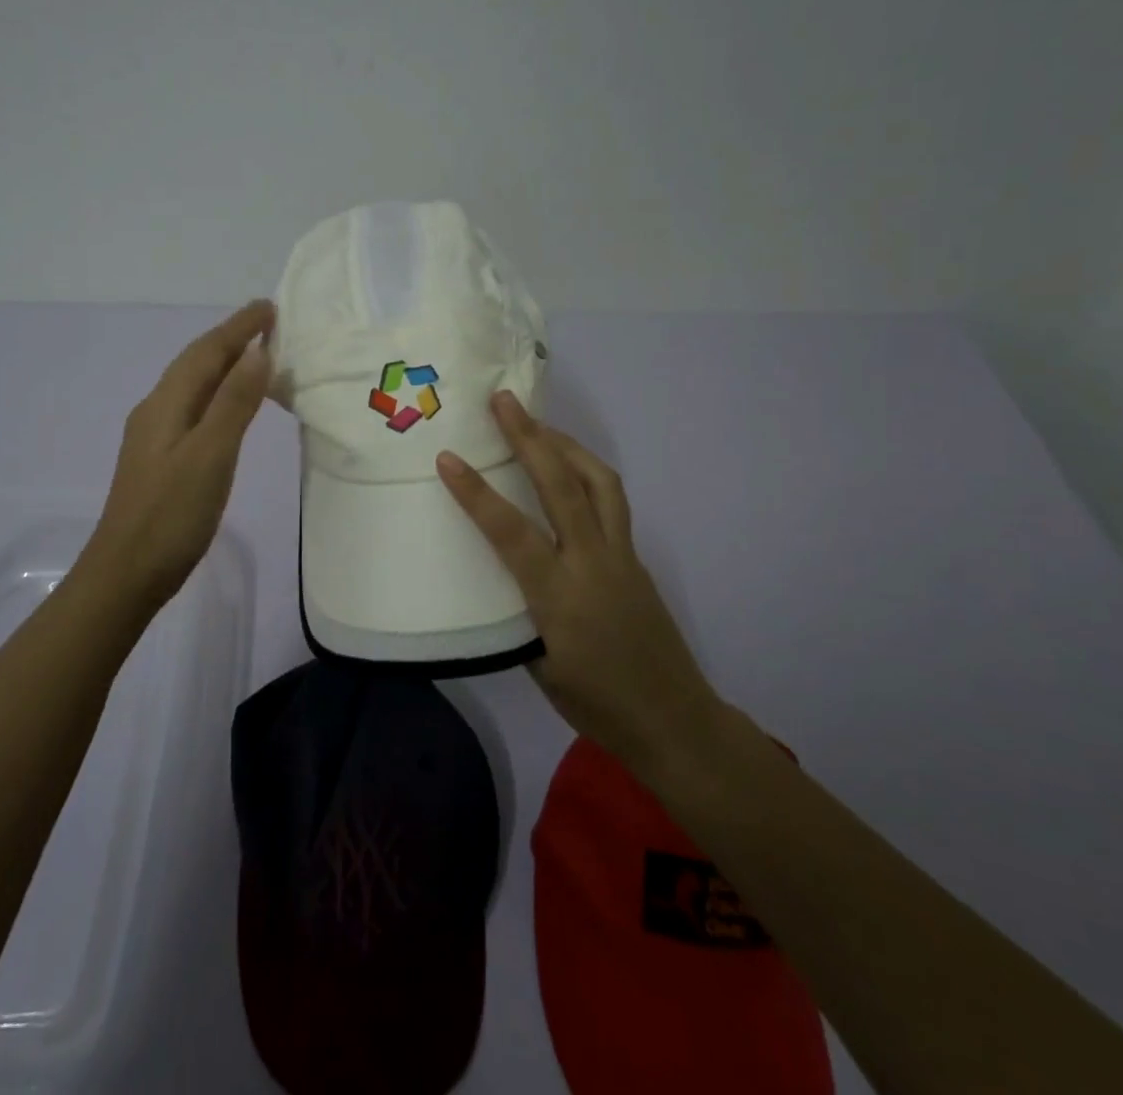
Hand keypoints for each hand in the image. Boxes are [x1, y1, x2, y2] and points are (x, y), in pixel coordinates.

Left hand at [82, 301, 273, 608]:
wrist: (125, 574)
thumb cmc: (170, 515)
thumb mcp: (210, 456)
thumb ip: (234, 403)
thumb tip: (257, 352)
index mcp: (166, 404)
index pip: (206, 352)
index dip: (238, 327)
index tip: (270, 307)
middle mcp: (157, 411)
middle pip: (196, 363)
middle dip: (230, 339)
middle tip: (267, 324)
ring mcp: (155, 436)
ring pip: (194, 386)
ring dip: (224, 365)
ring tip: (256, 356)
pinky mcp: (161, 459)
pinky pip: (194, 408)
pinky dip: (218, 394)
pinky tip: (228, 408)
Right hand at [437, 392, 718, 776]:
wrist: (675, 722)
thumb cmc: (598, 707)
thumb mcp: (540, 667)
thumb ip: (519, 614)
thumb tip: (500, 577)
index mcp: (560, 597)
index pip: (512, 532)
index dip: (477, 493)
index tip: (447, 458)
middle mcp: (594, 564)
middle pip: (562, 486)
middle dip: (530, 437)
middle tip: (504, 401)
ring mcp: (622, 556)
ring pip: (599, 482)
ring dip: (566, 445)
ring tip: (538, 425)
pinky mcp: (636, 558)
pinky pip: (611, 502)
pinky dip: (586, 474)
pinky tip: (568, 475)